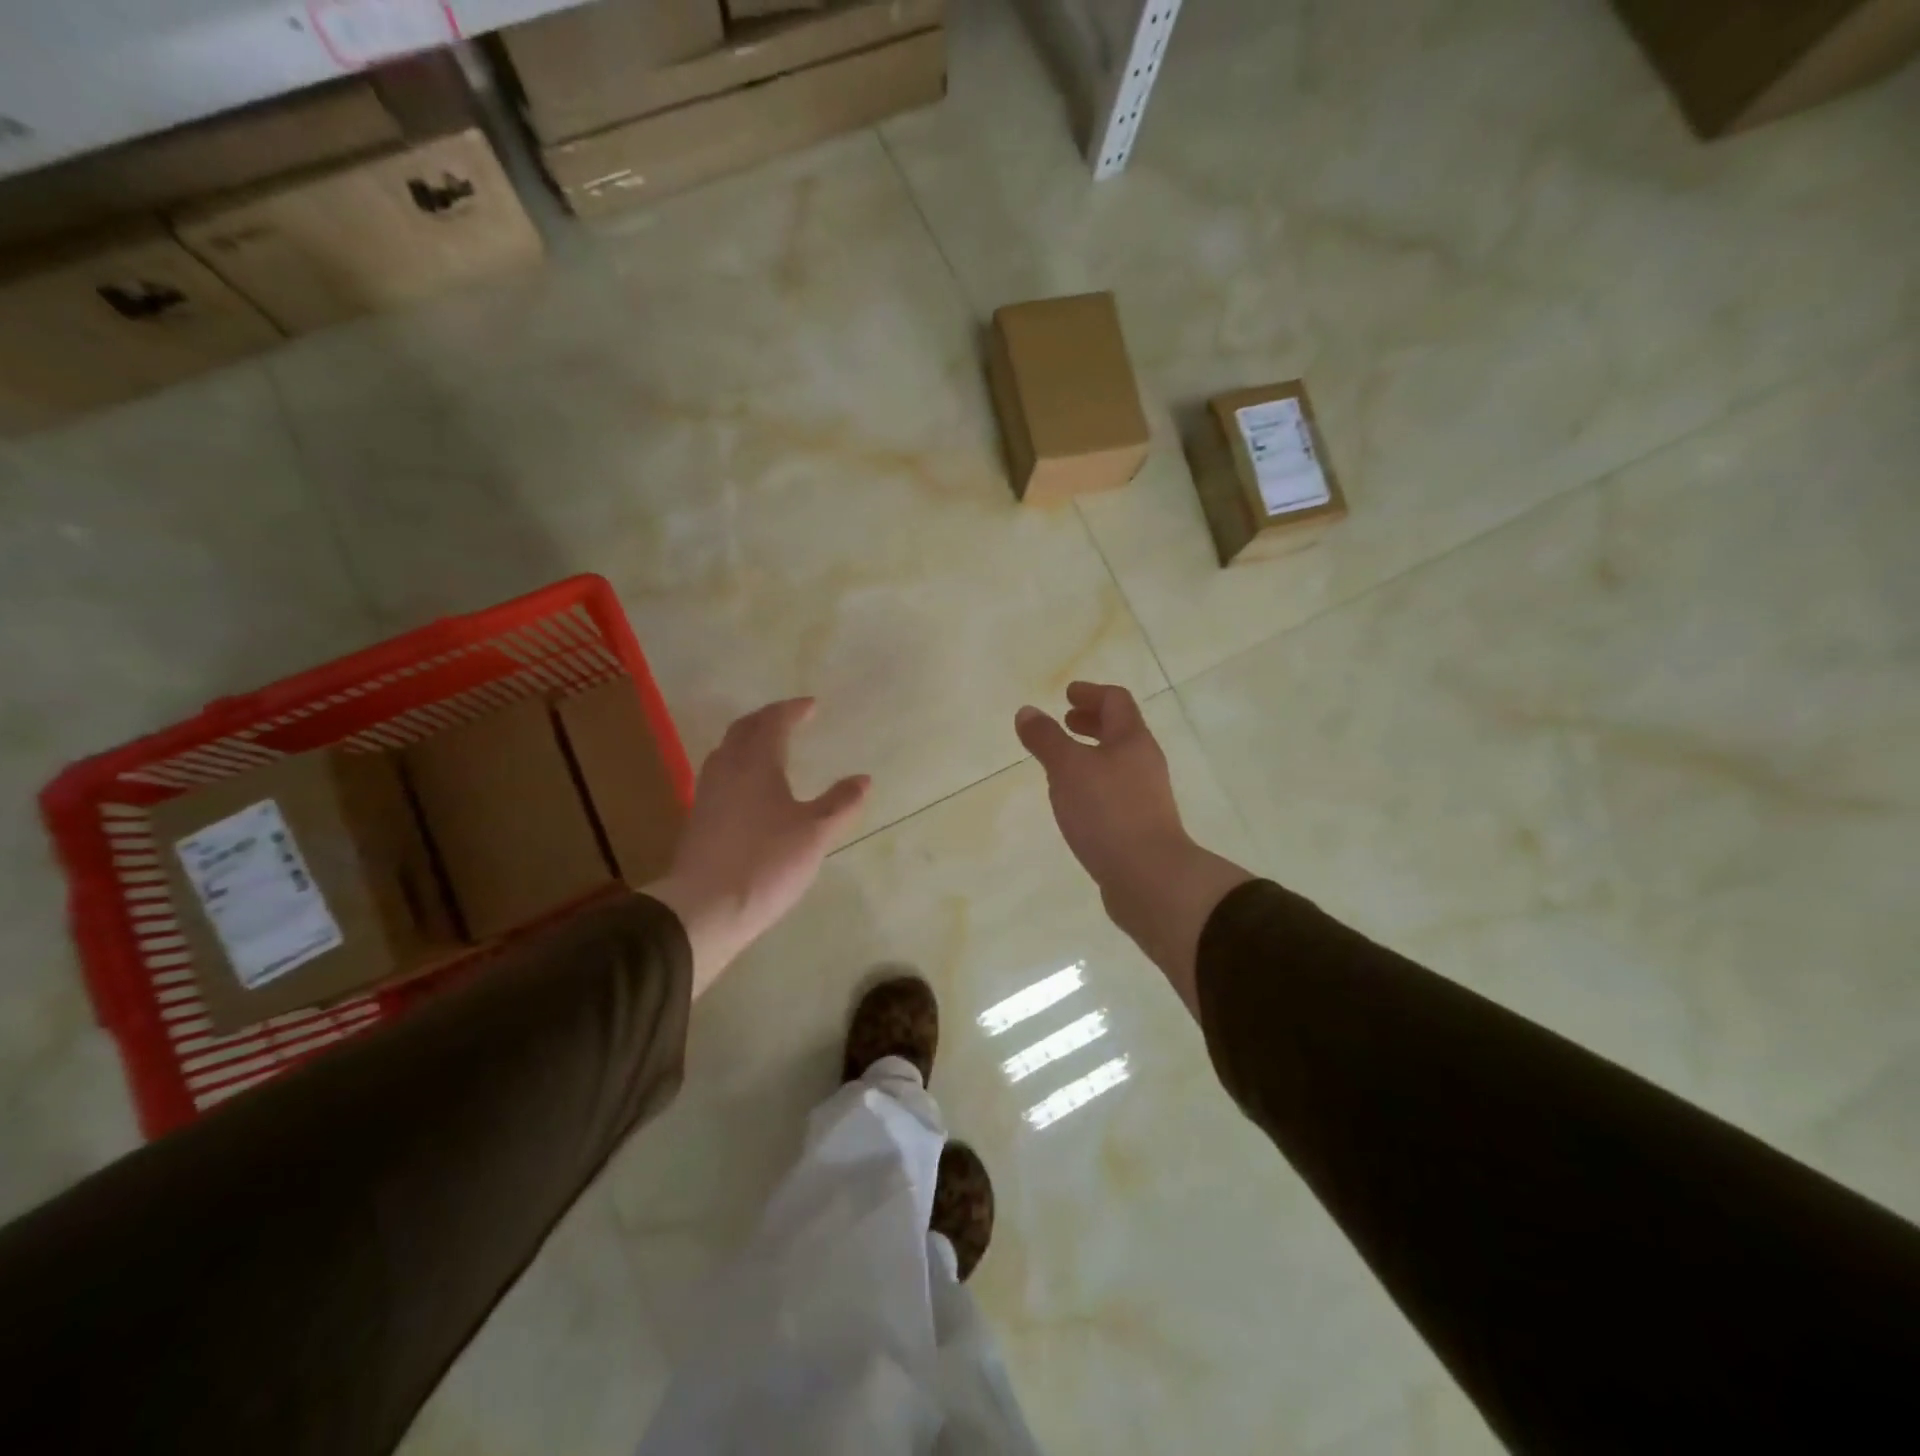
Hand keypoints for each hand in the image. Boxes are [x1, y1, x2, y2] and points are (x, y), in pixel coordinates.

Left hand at [647, 699, 869, 995]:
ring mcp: (707, 794)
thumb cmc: (767, 863)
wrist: (704, 909)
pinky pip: (720, 775)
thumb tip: (863, 779)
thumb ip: (840, 803)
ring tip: (768, 746)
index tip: (811, 705)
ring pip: (726, 752)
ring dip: (748, 740)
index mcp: (756, 764)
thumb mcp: (815, 834)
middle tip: (788, 718)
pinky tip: (748, 788)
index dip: (792, 710)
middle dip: (767, 718)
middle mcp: (727, 770)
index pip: (773, 723)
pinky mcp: (698, 820)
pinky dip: (738, 766)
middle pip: (743, 730)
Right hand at [1016, 683, 1251, 1013]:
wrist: (1149, 878)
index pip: (1116, 701)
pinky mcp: (1139, 825)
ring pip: (1117, 763)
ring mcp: (1146, 796)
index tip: (1067, 694)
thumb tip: (1027, 712)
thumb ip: (1046, 739)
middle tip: (1066, 722)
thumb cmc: (1108, 813)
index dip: (1091, 693)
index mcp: (1132, 740)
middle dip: (1092, 723)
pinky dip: (1093, 783)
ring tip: (1062, 763)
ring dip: (1091, 754)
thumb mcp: (1068, 769)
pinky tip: (1074, 801)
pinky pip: (1115, 791)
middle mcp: (1144, 763)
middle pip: (1120, 731)